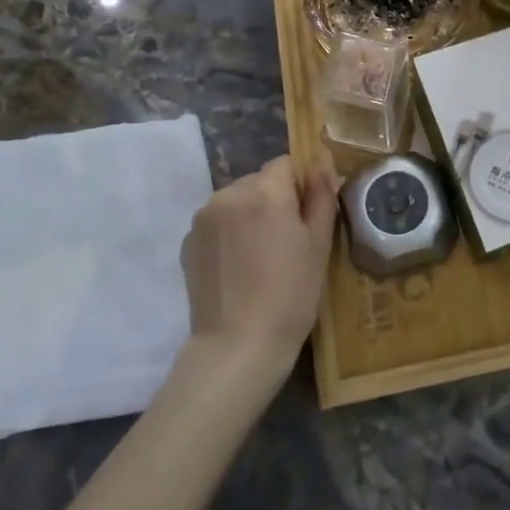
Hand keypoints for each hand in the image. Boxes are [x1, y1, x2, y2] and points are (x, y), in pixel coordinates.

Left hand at [181, 155, 337, 379]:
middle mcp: (229, 194)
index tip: (306, 218)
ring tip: (261, 258)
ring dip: (250, 216)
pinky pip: (217, 223)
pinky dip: (229, 235)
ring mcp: (203, 218)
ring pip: (237, 201)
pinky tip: (239, 269)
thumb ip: (321, 195)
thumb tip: (321, 163)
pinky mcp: (188, 242)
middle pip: (259, 181)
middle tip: (287, 242)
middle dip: (274, 201)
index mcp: (265, 191)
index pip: (286, 164)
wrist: (238, 346)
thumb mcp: (320, 243)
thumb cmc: (291, 294)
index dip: (300, 186)